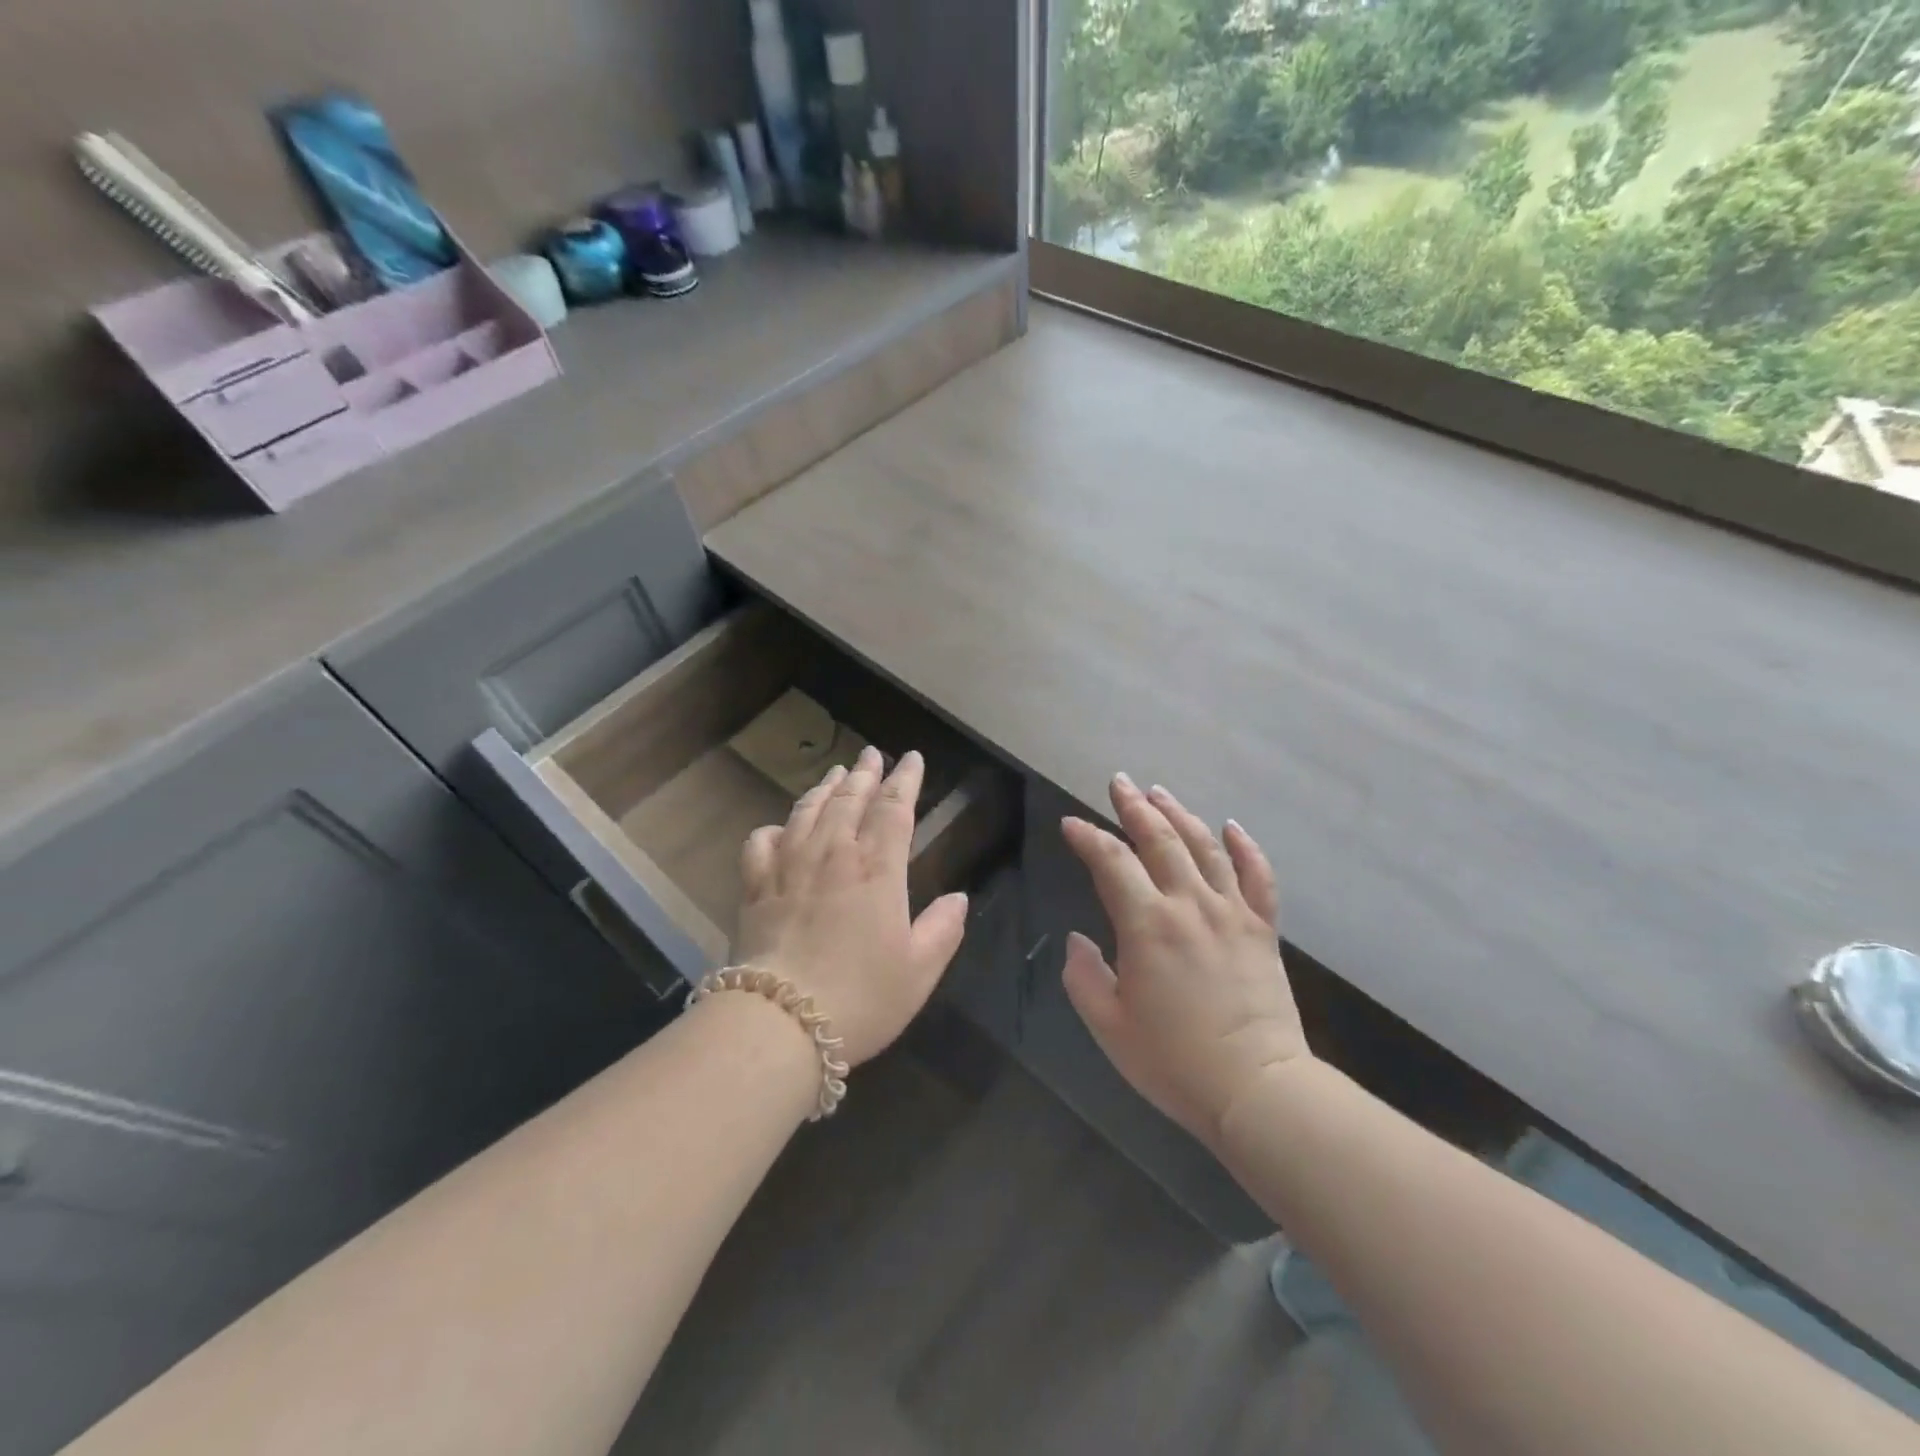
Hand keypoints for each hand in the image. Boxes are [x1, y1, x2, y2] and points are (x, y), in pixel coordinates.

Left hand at [734, 746, 968, 1066]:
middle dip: (865, 773)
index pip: (894, 809)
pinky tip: (781, 828)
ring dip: (825, 788)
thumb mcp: (919, 970)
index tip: (911, 758)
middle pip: (850, 800)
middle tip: (872, 754)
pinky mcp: (755, 886)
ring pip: (808, 811)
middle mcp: (833, 855)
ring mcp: (789, 866)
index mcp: (877, 869)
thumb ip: (943, 929)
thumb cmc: (861, 997)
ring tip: (837, 773)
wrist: (780, 1021)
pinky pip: (762, 842)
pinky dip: (774, 828)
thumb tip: (958, 898)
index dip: (905, 780)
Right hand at [1060, 775, 1309, 1147]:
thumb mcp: (1109, 1025)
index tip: (1071, 825)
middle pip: (1159, 839)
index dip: (1087, 838)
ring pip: (1204, 847)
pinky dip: (1245, 847)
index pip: (1111, 862)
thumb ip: (1084, 976)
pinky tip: (1231, 826)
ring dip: (1179, 814)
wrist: (1257, 1089)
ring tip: (1160, 793)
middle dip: (1134, 807)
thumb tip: (1078, 940)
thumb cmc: (1174, 1061)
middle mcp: (1189, 904)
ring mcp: (1231, 913)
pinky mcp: (1262, 929)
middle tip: (1119, 782)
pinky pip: (1257, 877)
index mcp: (1147, 924)